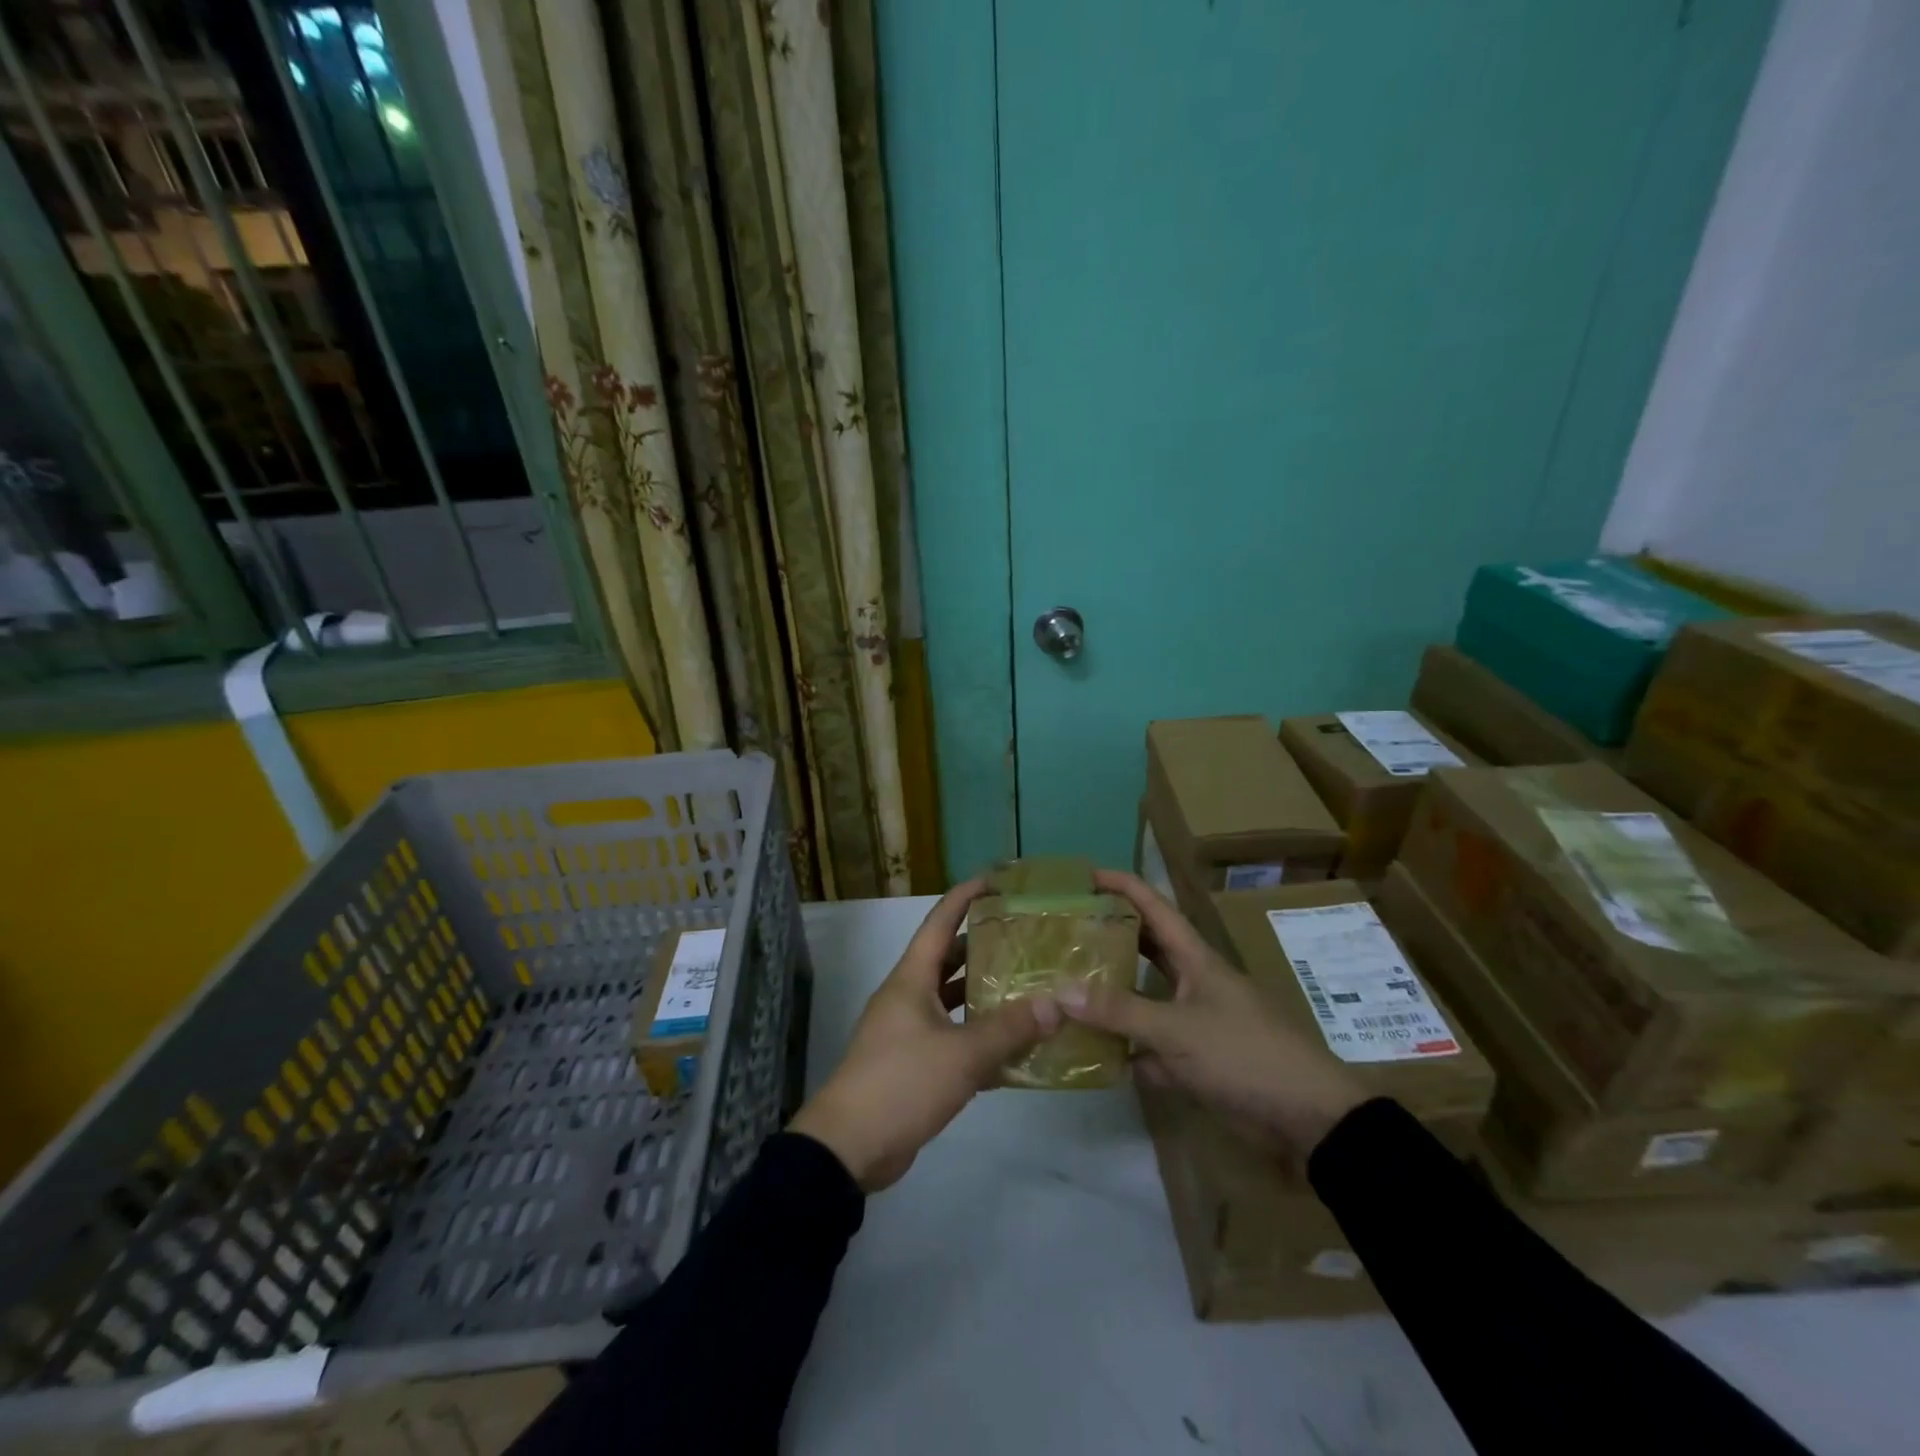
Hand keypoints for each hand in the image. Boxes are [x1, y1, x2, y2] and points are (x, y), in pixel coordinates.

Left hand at [790, 880, 1058, 1191]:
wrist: (849, 1147)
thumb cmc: (901, 1083)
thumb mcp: (961, 1055)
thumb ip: (1010, 1029)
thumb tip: (1057, 1003)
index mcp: (911, 978)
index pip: (940, 921)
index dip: (966, 896)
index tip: (997, 880)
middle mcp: (907, 996)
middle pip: (947, 957)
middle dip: (982, 945)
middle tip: (1025, 937)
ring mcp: (907, 1030)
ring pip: (950, 999)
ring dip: (982, 992)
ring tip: (1026, 985)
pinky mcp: (912, 1063)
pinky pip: (950, 1036)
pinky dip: (977, 1034)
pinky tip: (1012, 1045)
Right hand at [1057, 870, 1365, 1161]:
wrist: (1308, 1118)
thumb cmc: (1244, 1054)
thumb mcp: (1178, 1029)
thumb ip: (1120, 1011)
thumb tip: (1060, 991)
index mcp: (1196, 959)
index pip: (1154, 907)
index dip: (1122, 885)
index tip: (1086, 876)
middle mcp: (1193, 982)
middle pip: (1146, 948)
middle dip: (1110, 937)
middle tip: (1066, 933)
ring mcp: (1196, 1021)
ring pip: (1145, 998)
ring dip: (1113, 995)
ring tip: (1069, 988)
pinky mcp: (1197, 1060)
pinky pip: (1151, 1046)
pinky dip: (1127, 1049)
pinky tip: (1094, 1054)